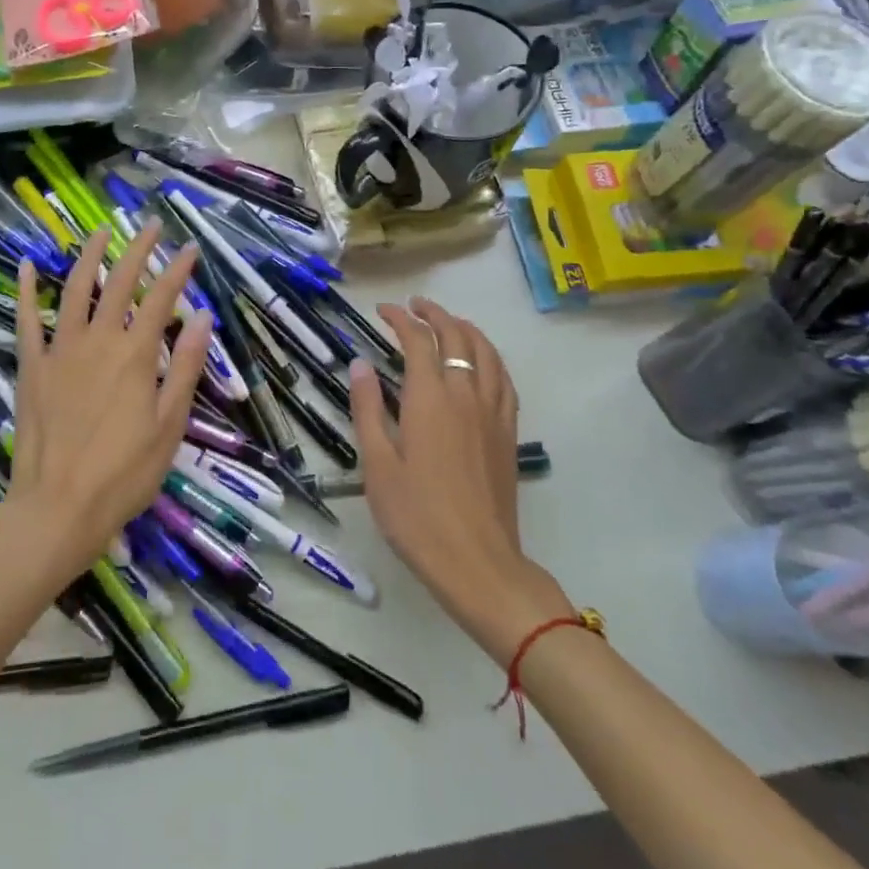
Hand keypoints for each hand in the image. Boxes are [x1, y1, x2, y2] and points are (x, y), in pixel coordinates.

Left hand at [11, 223, 210, 580]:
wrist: (58, 508)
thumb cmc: (124, 473)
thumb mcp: (169, 425)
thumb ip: (185, 366)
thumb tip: (202, 316)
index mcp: (135, 355)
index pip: (162, 299)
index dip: (179, 271)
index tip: (192, 249)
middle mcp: (98, 341)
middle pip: (121, 283)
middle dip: (139, 250)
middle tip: (151, 224)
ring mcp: (60, 351)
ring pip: (75, 290)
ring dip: (88, 257)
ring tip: (100, 232)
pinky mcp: (32, 367)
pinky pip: (26, 321)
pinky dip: (25, 290)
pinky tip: (25, 265)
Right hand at [350, 298, 571, 664]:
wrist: (477, 562)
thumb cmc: (416, 516)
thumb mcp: (377, 465)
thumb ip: (368, 409)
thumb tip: (360, 364)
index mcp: (430, 399)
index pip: (418, 340)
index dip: (401, 319)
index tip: (384, 310)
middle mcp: (465, 394)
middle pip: (456, 336)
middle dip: (435, 314)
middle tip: (415, 306)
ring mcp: (492, 412)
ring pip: (486, 352)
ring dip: (466, 328)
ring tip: (449, 322)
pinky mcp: (508, 432)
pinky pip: (504, 379)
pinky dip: (491, 357)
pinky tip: (483, 362)